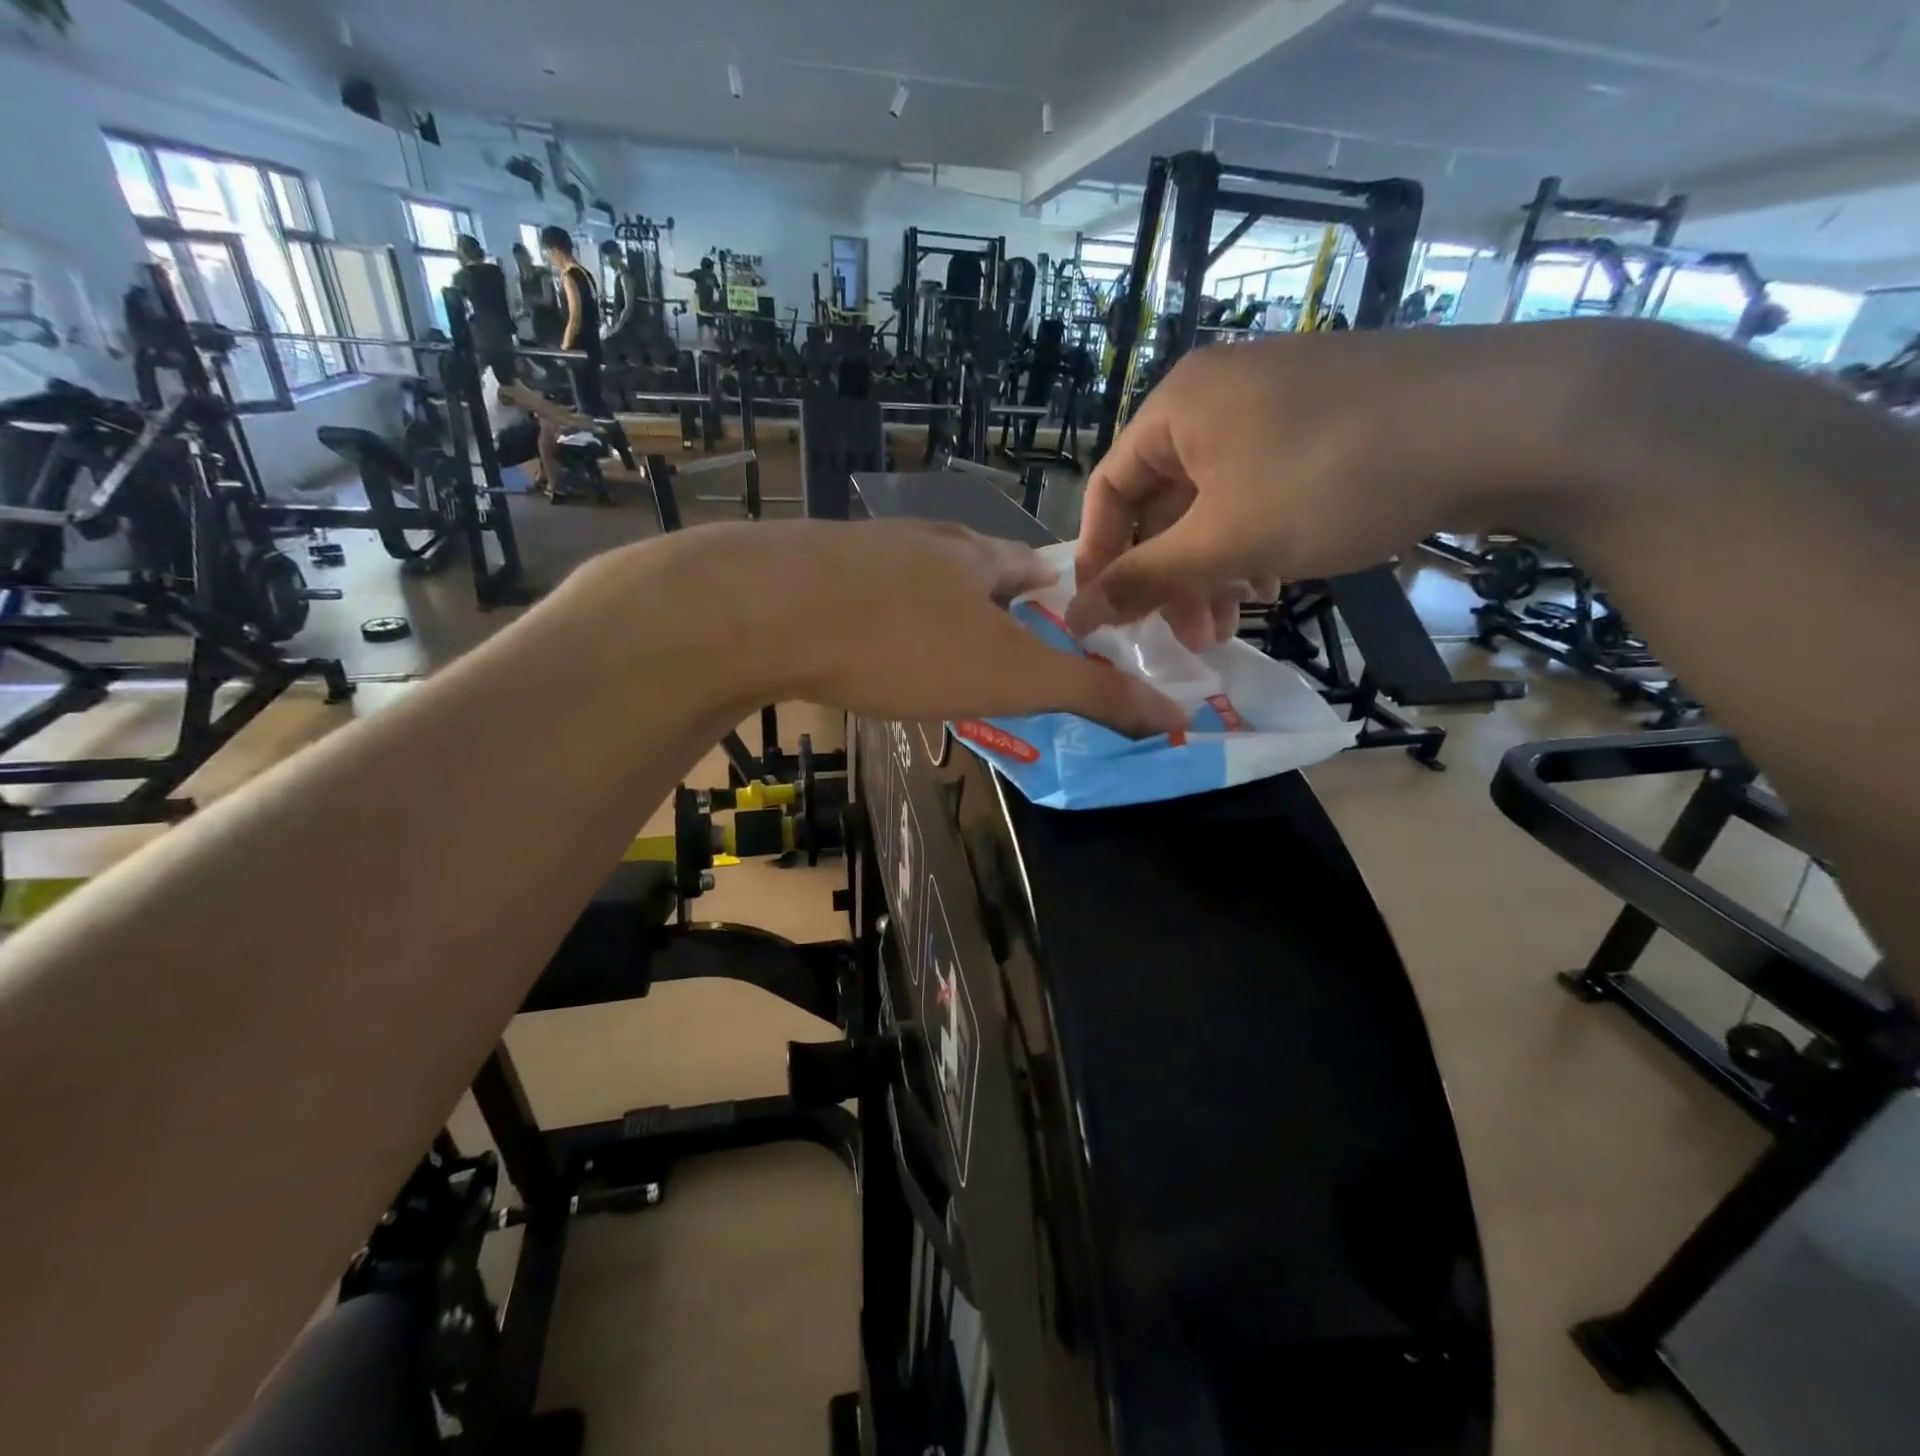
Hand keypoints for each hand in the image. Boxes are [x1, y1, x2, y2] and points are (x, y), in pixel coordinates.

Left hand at [726, 521, 1185, 735]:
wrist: (763, 611)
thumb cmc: (904, 643)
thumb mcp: (1008, 676)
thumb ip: (1088, 692)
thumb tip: (1173, 715)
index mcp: (976, 556)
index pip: (1032, 566)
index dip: (1052, 593)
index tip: (1057, 621)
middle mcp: (922, 541)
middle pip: (971, 566)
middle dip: (989, 600)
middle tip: (994, 644)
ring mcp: (859, 550)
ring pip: (910, 578)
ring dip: (928, 607)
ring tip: (930, 648)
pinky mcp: (805, 572)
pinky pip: (855, 593)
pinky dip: (870, 617)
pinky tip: (856, 644)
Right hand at [1067, 320, 1616, 647]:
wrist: (1507, 419)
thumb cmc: (1334, 478)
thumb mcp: (1226, 539)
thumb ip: (1143, 579)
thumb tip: (1074, 615)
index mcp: (1178, 406)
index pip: (1107, 490)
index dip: (1099, 559)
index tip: (1103, 618)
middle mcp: (1217, 394)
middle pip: (1163, 501)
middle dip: (1167, 577)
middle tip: (1183, 637)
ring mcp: (1276, 402)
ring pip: (1215, 502)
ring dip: (1211, 569)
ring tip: (1229, 625)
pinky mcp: (1324, 419)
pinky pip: (1260, 489)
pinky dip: (1254, 541)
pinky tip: (1274, 580)